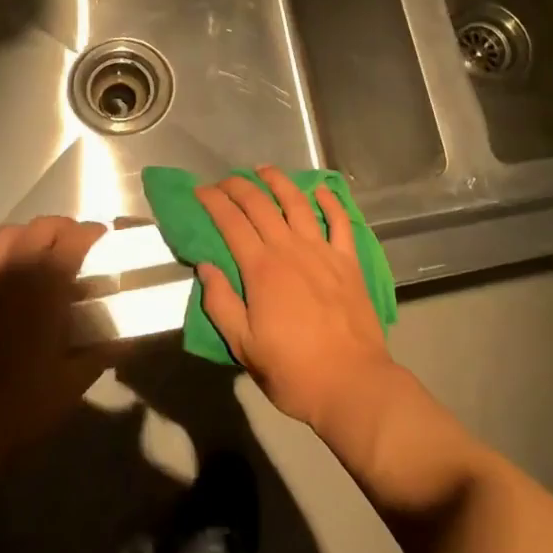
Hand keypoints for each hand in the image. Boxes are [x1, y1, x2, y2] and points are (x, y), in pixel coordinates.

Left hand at [0, 216, 117, 473]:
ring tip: (41, 250)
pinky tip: (3, 262)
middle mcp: (12, 271)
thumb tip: (130, 337)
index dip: (93, 234)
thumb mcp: (71, 384)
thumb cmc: (16, 408)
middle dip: (64, 229)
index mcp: (45, 287)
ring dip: (30, 234)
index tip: (104, 240)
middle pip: (41, 227)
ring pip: (8, 233)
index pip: (74, 239)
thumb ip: (103, 352)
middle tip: (77, 246)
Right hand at [194, 166, 400, 436]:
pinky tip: (320, 189)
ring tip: (265, 170)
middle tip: (225, 179)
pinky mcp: (348, 260)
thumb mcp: (244, 346)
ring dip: (279, 182)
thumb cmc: (293, 370)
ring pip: (298, 203)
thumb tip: (206, 266)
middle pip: (261, 205)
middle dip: (239, 187)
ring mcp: (323, 251)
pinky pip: (339, 221)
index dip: (214, 202)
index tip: (200, 190)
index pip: (231, 223)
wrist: (351, 382)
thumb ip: (221, 303)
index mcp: (262, 269)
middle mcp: (290, 249)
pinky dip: (329, 201)